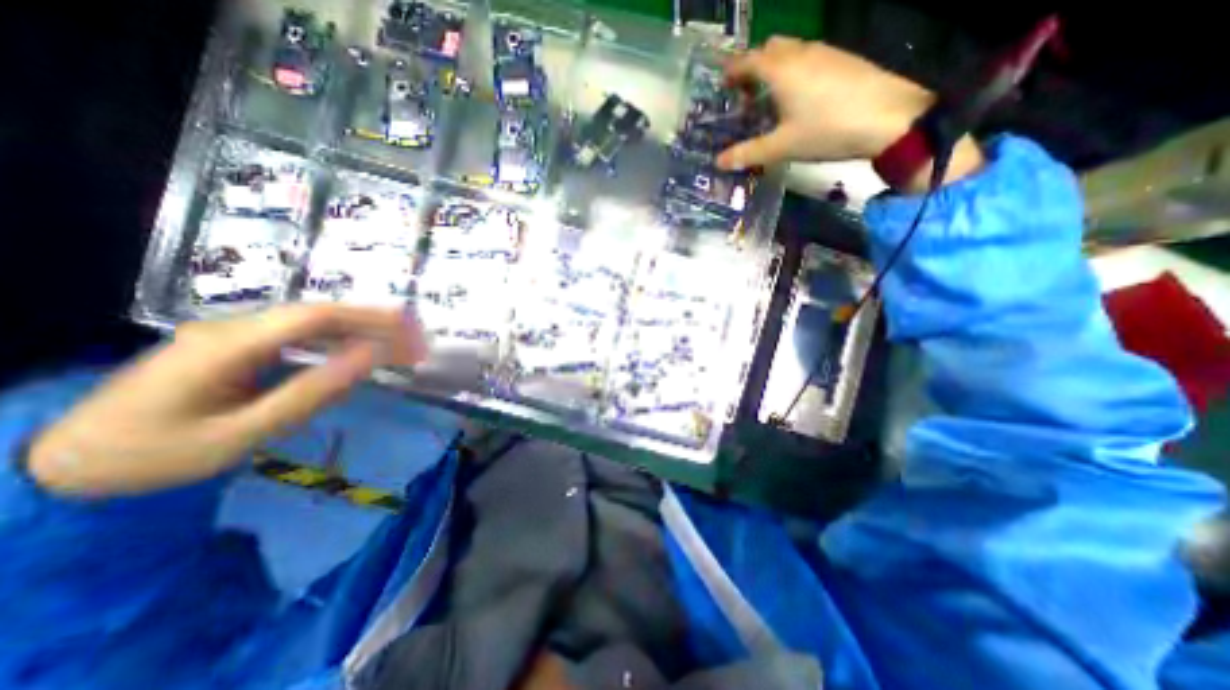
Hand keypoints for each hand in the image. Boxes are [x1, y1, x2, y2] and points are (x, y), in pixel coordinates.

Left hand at [27, 304, 428, 494]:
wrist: (69, 465)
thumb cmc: (157, 457)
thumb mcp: (241, 434)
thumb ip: (311, 392)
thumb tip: (370, 357)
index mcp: (228, 345)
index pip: (315, 317)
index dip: (370, 320)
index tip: (412, 333)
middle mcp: (232, 327)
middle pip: (318, 314)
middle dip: (374, 324)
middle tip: (416, 342)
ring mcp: (233, 334)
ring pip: (311, 322)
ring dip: (360, 330)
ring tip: (399, 346)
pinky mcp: (237, 346)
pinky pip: (299, 336)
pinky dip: (338, 341)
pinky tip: (358, 352)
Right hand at [718, 35, 987, 187]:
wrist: (888, 118)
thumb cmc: (826, 130)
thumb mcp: (781, 147)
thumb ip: (748, 153)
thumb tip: (719, 162)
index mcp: (781, 69)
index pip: (748, 60)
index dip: (732, 71)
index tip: (722, 84)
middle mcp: (801, 53)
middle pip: (769, 48)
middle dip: (753, 66)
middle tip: (746, 94)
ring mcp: (825, 53)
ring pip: (791, 50)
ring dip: (775, 68)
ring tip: (769, 99)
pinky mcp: (842, 60)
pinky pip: (808, 57)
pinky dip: (794, 70)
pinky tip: (798, 97)